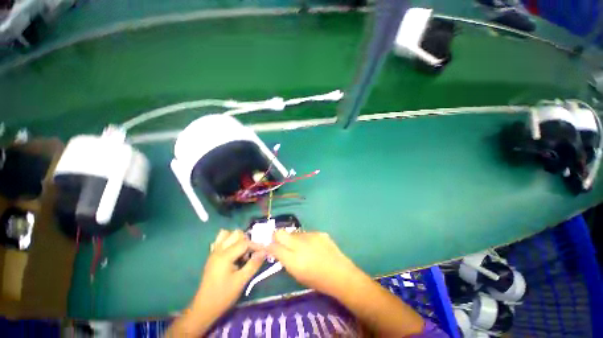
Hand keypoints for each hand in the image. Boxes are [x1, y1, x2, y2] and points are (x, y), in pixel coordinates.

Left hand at [193, 229, 264, 317]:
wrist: (204, 308)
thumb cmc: (223, 296)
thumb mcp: (241, 281)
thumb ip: (253, 264)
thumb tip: (264, 252)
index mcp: (225, 256)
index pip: (244, 243)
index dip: (256, 245)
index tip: (265, 251)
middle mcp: (219, 250)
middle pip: (236, 234)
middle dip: (246, 241)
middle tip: (250, 254)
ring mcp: (214, 252)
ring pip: (227, 234)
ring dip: (237, 239)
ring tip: (242, 251)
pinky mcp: (212, 256)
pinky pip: (220, 241)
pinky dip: (229, 242)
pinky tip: (233, 253)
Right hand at [267, 231, 362, 296]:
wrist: (341, 274)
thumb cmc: (318, 280)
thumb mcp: (297, 275)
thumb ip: (285, 260)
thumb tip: (276, 250)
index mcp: (294, 259)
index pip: (274, 246)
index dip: (268, 245)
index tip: (267, 245)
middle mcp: (300, 244)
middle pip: (281, 233)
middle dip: (277, 237)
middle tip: (280, 243)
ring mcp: (311, 235)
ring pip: (294, 233)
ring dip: (293, 239)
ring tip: (301, 248)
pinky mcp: (319, 232)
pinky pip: (307, 234)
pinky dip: (306, 239)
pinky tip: (313, 247)